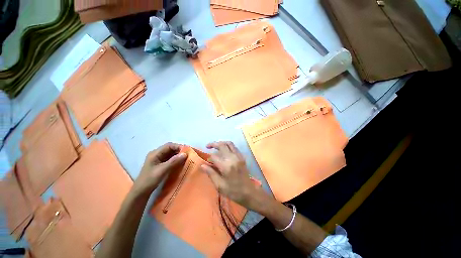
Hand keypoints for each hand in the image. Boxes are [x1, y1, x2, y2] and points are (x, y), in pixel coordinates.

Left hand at [133, 143, 186, 195]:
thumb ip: (173, 161)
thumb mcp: (162, 170)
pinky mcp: (160, 163)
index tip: (187, 151)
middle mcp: (157, 154)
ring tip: (186, 158)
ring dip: (178, 155)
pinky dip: (176, 159)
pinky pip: (170, 158)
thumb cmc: (150, 180)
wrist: (141, 191)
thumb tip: (185, 154)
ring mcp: (158, 159)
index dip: (178, 147)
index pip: (169, 145)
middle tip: (188, 154)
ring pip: (170, 153)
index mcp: (155, 153)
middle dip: (179, 150)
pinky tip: (180, 162)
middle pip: (170, 148)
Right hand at [201, 141, 266, 211]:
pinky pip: (234, 147)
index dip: (209, 157)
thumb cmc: (233, 191)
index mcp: (226, 166)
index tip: (207, 161)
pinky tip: (224, 149)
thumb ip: (211, 173)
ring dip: (221, 143)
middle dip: (213, 144)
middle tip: (207, 146)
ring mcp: (238, 156)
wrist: (249, 192)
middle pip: (222, 145)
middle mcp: (232, 158)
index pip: (214, 156)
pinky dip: (228, 145)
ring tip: (215, 145)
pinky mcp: (242, 157)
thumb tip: (202, 165)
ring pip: (229, 143)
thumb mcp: (219, 185)